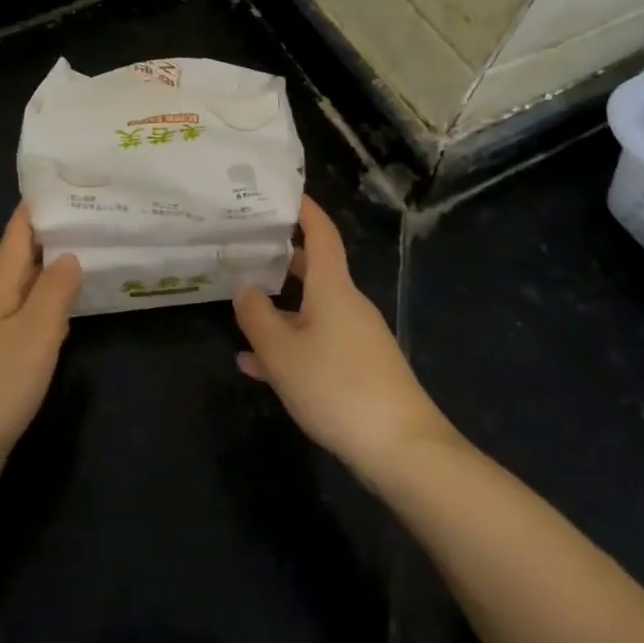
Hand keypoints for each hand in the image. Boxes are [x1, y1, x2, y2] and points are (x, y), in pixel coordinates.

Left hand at [0, 205, 81, 483]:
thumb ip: (54, 291)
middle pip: (24, 259)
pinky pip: (32, 321)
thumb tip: (70, 253)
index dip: (34, 208)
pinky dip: (53, 307)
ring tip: (91, 252)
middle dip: (52, 234)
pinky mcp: (3, 363)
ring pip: (29, 289)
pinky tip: (72, 313)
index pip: (17, 236)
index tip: (60, 181)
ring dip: (55, 270)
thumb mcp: (33, 332)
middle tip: (92, 214)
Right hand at [233, 197, 460, 484]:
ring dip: (278, 311)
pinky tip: (257, 366)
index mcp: (332, 289)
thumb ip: (256, 316)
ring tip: (240, 312)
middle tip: (245, 250)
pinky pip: (317, 344)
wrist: (403, 449)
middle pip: (313, 272)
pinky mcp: (360, 369)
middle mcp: (347, 305)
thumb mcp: (281, 352)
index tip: (284, 193)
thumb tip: (245, 287)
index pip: (321, 235)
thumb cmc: (336, 386)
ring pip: (310, 312)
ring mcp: (356, 338)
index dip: (304, 211)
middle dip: (280, 260)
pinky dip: (290, 347)